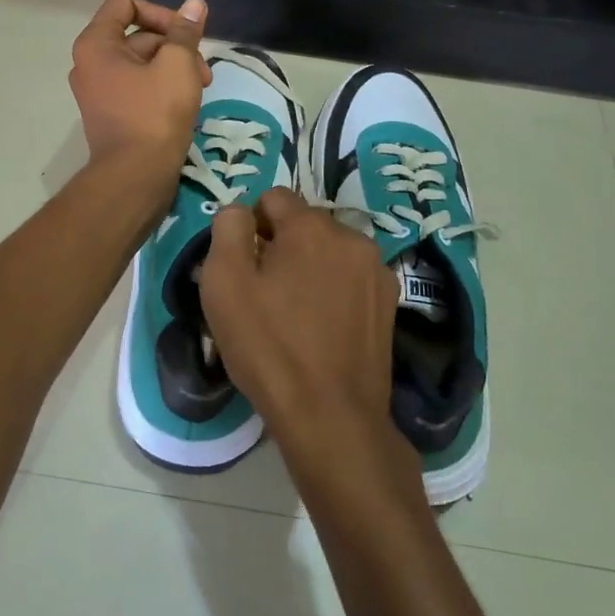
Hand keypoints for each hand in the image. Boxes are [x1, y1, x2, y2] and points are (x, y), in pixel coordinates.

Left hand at [67, 0, 210, 190]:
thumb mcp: (178, 65)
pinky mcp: (110, 112)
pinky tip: (186, 103)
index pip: (125, 3)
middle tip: (203, 71)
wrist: (136, 176)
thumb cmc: (155, 115)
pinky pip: (137, 86)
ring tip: (200, 88)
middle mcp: (89, 62)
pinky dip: (161, 87)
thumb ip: (186, 31)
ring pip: (142, 62)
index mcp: (96, 44)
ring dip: (174, 68)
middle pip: (137, 34)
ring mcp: (98, 90)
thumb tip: (194, 3)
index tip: (185, 35)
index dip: (160, 12)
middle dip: (175, 46)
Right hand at [199, 188, 398, 463]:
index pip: (273, 198)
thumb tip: (240, 212)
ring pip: (329, 251)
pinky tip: (322, 328)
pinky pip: (350, 279)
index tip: (242, 266)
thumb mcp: (224, 283)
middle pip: (304, 225)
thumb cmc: (269, 347)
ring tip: (294, 314)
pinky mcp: (390, 303)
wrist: (331, 417)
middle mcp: (351, 237)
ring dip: (309, 268)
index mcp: (311, 227)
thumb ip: (227, 229)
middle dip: (281, 246)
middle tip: (263, 293)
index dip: (250, 226)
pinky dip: (333, 291)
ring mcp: (377, 271)